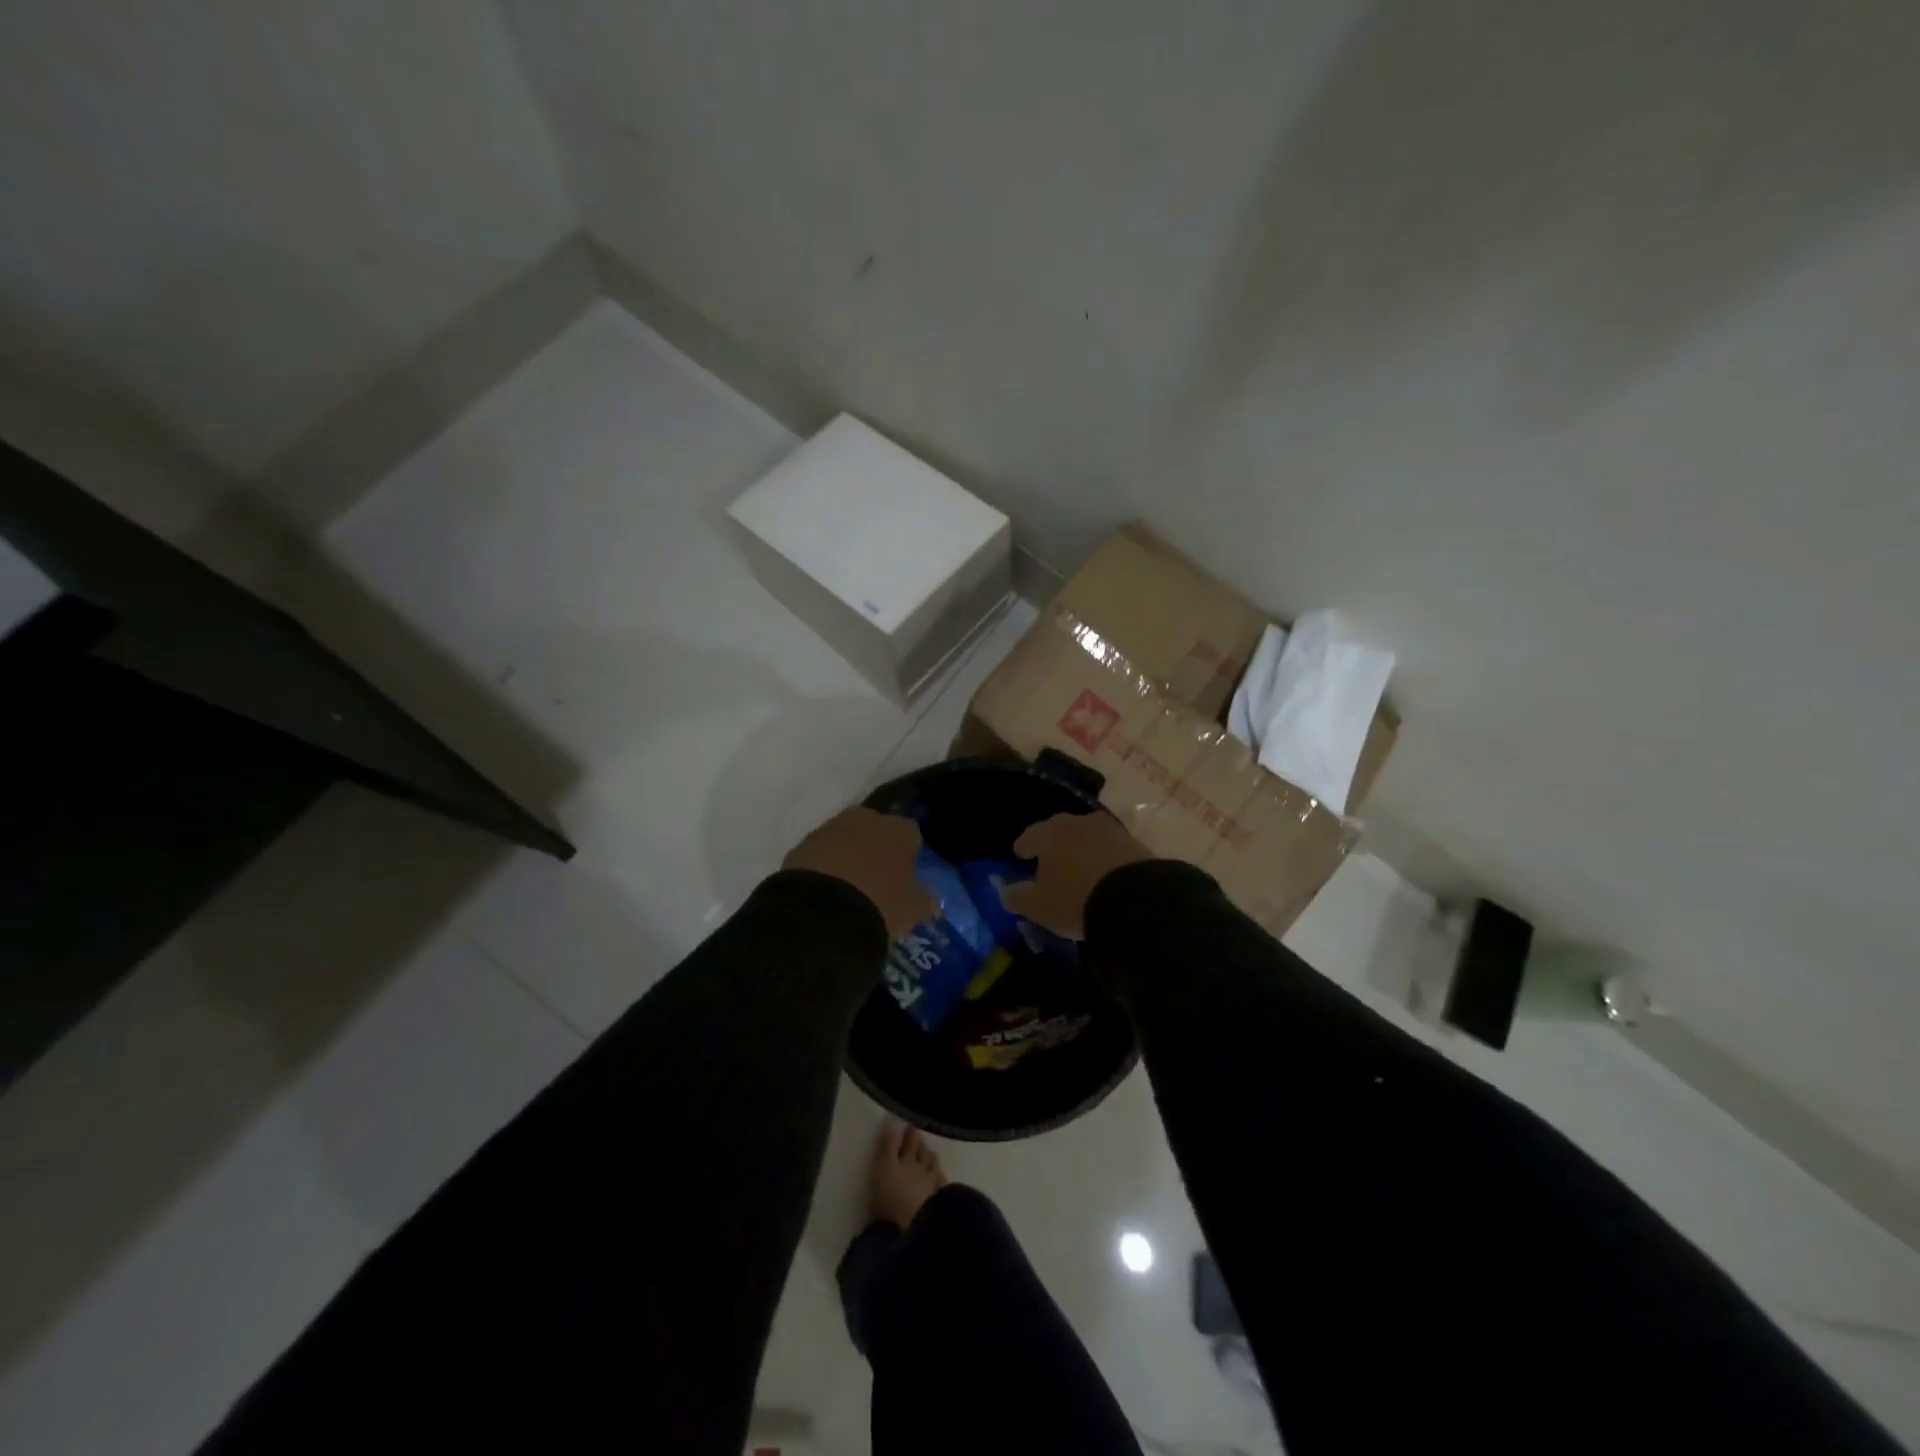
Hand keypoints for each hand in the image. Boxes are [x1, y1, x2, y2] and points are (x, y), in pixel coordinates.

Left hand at [783, 807, 933, 937]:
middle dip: (876, 849)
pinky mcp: (802, 845)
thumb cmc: (881, 904)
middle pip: (876, 830)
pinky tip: (824, 892)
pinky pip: (820, 854)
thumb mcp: (911, 910)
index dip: (909, 854)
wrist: (822, 911)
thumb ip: (923, 901)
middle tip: (876, 880)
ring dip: (847, 857)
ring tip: (847, 889)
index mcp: (899, 829)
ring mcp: (830, 829)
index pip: (911, 834)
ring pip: (845, 839)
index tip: (906, 876)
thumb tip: (929, 902)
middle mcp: (866, 818)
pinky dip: (823, 867)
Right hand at [1001, 812, 1153, 939]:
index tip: (1020, 855)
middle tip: (1049, 860)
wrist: (1135, 900)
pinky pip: (1109, 847)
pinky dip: (1102, 856)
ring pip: (1085, 836)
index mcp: (1048, 833)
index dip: (1023, 847)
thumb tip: (1005, 892)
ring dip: (1079, 848)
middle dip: (1052, 844)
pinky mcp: (1133, 842)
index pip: (1029, 836)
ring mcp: (1108, 829)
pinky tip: (1103, 871)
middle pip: (1058, 830)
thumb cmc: (1075, 900)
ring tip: (1078, 866)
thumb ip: (1017, 897)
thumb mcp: (1038, 906)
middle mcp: (1076, 823)